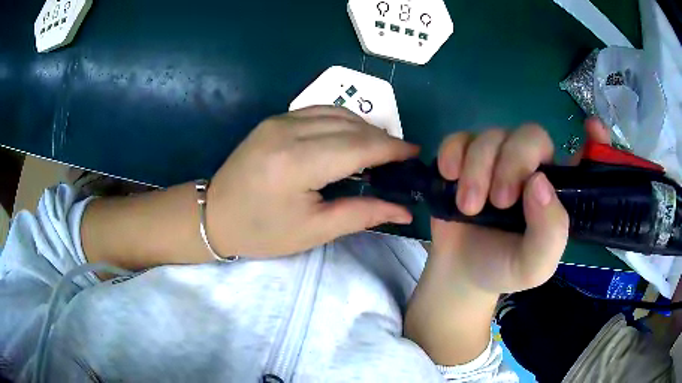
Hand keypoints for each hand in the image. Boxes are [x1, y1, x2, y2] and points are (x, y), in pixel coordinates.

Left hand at [206, 106, 418, 256]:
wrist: (214, 215)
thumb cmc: (262, 231)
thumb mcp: (313, 230)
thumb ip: (362, 214)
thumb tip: (404, 210)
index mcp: (297, 163)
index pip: (359, 146)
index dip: (392, 148)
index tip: (415, 154)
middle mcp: (288, 131)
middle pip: (351, 126)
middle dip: (383, 139)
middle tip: (401, 158)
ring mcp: (279, 120)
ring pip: (338, 113)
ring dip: (365, 128)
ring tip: (381, 150)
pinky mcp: (275, 119)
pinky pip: (320, 111)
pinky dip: (343, 121)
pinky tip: (352, 137)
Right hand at [404, 119, 608, 364]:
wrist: (460, 272)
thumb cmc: (504, 268)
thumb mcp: (534, 266)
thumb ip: (549, 234)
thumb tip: (539, 183)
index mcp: (558, 189)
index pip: (584, 157)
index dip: (595, 140)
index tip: (593, 129)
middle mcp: (533, 166)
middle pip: (529, 135)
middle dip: (512, 164)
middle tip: (499, 202)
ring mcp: (498, 159)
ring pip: (492, 135)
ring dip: (477, 170)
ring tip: (469, 208)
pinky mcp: (466, 158)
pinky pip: (460, 138)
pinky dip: (453, 154)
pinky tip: (449, 177)